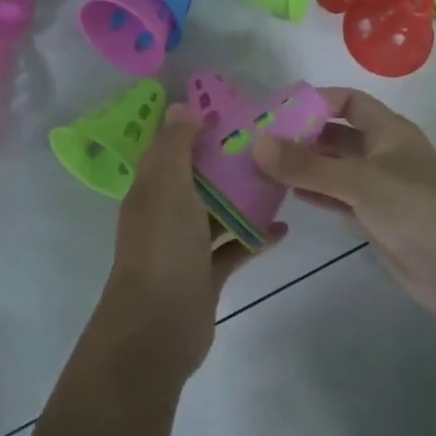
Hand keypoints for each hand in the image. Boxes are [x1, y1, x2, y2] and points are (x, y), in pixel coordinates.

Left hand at [101, 103, 281, 381]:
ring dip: (244, 199)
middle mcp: (165, 214)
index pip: (170, 150)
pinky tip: (284, 228)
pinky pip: (234, 248)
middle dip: (226, 162)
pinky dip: (255, 238)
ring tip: (281, 179)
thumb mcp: (167, 187)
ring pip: (218, 213)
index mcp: (151, 190)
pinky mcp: (206, 275)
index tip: (231, 110)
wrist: (157, 328)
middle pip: (198, 180)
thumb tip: (179, 107)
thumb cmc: (163, 248)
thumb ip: (175, 147)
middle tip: (267, 142)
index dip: (194, 129)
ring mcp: (186, 247)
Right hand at [252, 88, 435, 318]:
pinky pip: (336, 196)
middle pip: (336, 134)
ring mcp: (378, 187)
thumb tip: (257, 143)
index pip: (349, 101)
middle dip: (302, 135)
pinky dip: (314, 192)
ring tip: (262, 167)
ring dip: (303, 166)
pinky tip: (286, 193)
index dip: (316, 100)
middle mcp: (382, 153)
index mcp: (389, 131)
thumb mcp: (361, 181)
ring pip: (334, 167)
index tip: (277, 110)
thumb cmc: (417, 210)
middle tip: (258, 141)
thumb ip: (309, 165)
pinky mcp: (373, 217)